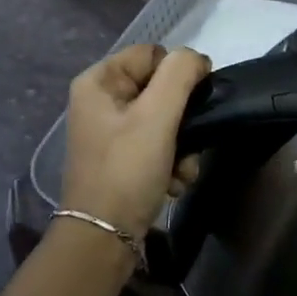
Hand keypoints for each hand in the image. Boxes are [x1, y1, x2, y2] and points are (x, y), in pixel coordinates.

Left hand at [61, 44, 212, 240]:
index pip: (154, 54)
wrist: (103, 241)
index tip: (194, 101)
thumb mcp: (157, 115)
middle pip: (162, 88)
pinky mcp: (123, 158)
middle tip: (189, 143)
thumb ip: (181, 74)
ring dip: (183, 145)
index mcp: (99, 81)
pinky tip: (174, 184)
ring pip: (166, 119)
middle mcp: (102, 101)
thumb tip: (197, 59)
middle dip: (183, 119)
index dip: (179, 74)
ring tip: (181, 170)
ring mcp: (111, 132)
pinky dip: (172, 163)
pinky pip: (159, 145)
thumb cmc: (127, 170)